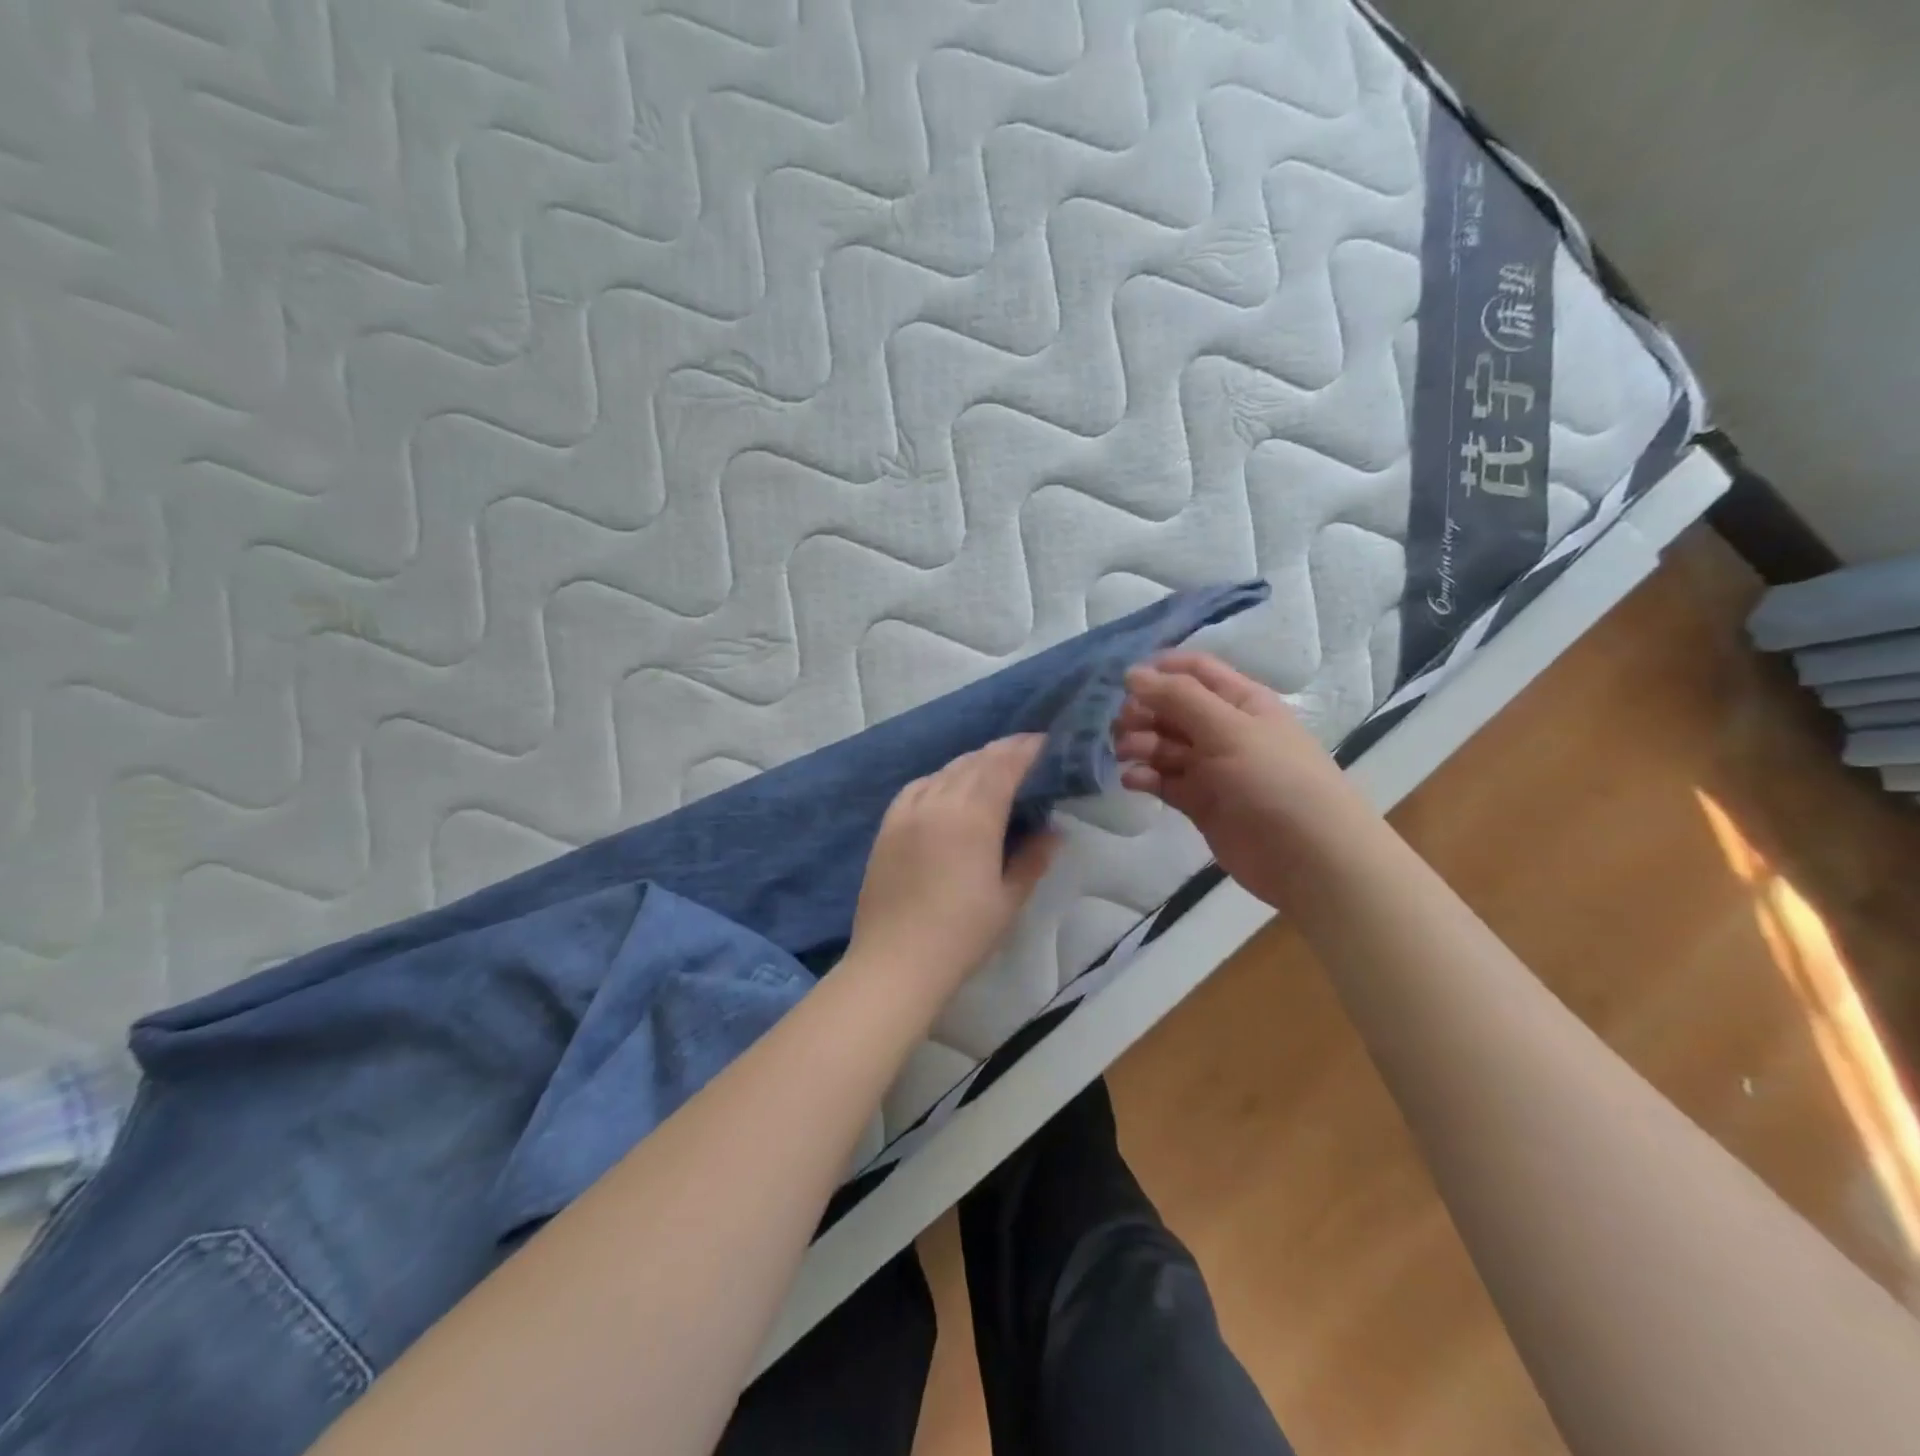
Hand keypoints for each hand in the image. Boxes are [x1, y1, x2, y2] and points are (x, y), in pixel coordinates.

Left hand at [848, 735, 1060, 993]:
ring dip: (972, 763)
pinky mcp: (887, 826)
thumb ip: (1033, 858)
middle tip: (1026, 752)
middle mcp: (938, 802)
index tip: (1045, 742)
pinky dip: (939, 779)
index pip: (1003, 766)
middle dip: (1002, 752)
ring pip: (944, 771)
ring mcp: (907, 811)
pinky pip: (917, 787)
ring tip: (992, 768)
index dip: (1026, 749)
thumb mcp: (1009, 899)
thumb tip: (1053, 831)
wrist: (895, 961)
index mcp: (973, 816)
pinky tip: (947, 789)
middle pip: (974, 762)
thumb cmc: (961, 935)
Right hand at [1114, 651, 1367, 909]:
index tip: (1124, 682)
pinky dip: (1145, 777)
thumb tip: (1132, 674)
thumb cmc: (1274, 781)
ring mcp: (1211, 767)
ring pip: (1163, 744)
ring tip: (1126, 755)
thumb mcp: (1228, 729)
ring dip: (1140, 744)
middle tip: (1123, 727)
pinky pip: (1164, 780)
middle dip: (1143, 712)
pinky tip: (1133, 781)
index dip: (1159, 671)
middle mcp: (1224, 729)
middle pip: (1172, 708)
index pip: (1194, 671)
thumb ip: (1178, 698)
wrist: (1308, 857)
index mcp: (1240, 701)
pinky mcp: (1199, 801)